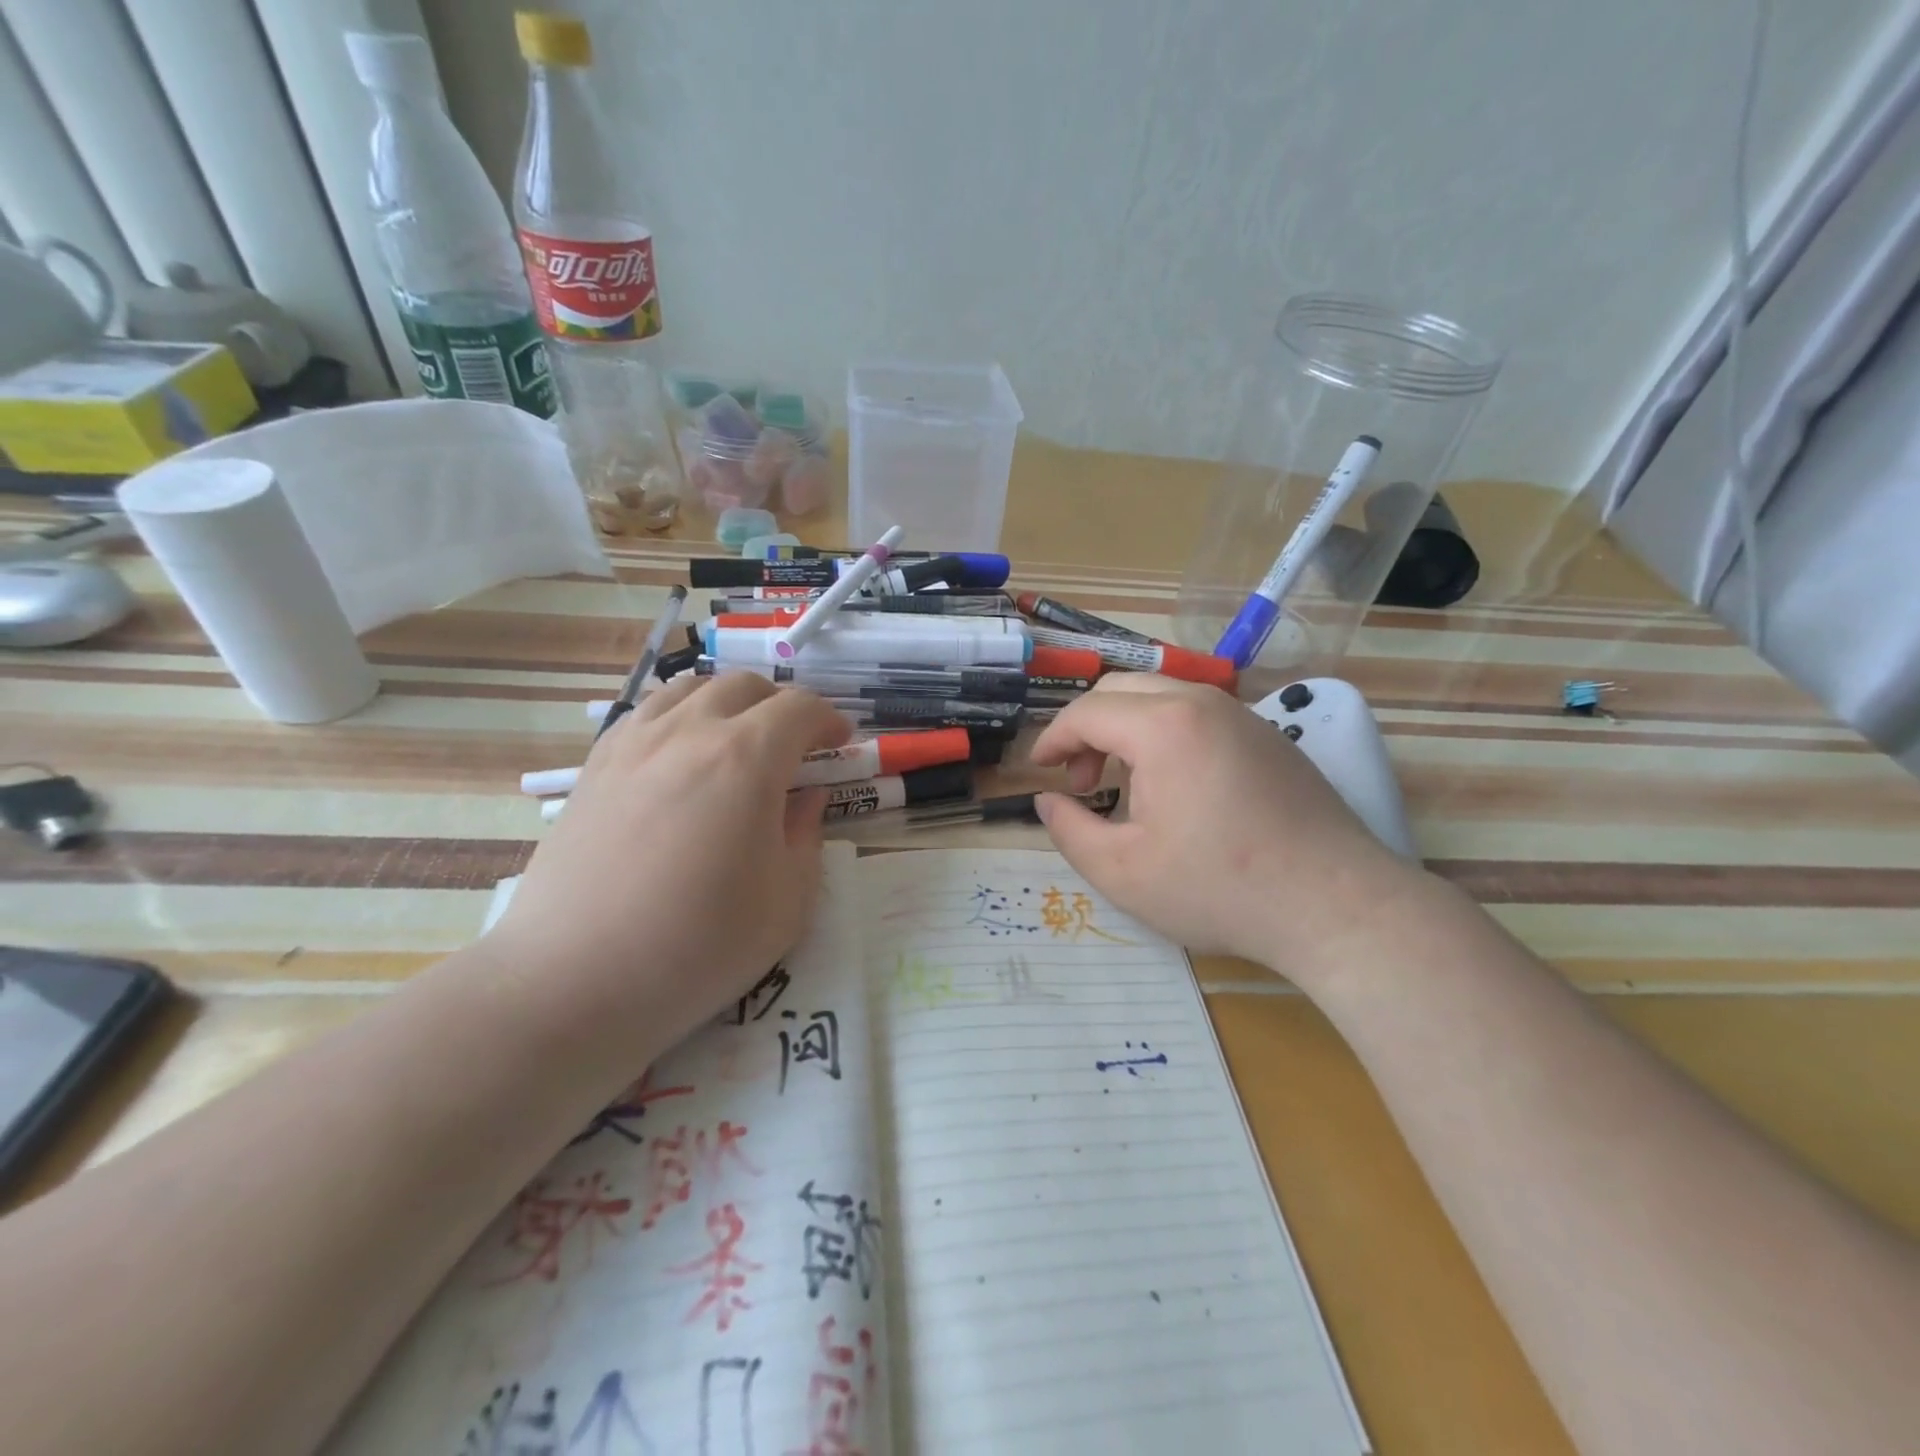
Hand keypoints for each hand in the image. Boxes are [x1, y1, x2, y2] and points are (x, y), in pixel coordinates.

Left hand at [485, 673, 847, 1068]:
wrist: (574, 980)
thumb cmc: (697, 947)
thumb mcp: (787, 902)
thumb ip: (806, 835)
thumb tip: (805, 797)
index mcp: (746, 759)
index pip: (800, 708)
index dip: (828, 721)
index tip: (840, 746)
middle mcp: (689, 732)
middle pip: (744, 685)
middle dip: (781, 706)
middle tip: (794, 746)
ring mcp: (634, 743)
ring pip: (691, 688)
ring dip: (728, 703)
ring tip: (738, 742)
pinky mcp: (595, 765)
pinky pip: (648, 713)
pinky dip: (680, 717)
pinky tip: (681, 757)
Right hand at [1030, 675, 1422, 983]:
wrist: (1336, 905)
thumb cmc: (1219, 888)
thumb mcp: (1123, 872)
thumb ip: (1069, 831)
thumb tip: (1048, 801)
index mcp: (1164, 726)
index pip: (1087, 712)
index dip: (1053, 739)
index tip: (1038, 771)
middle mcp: (1203, 703)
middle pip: (1123, 690)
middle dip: (1088, 728)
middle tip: (1081, 781)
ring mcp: (1243, 716)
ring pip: (1163, 697)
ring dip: (1127, 728)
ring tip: (1124, 784)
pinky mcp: (1269, 737)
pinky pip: (1200, 715)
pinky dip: (1166, 734)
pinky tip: (1175, 787)